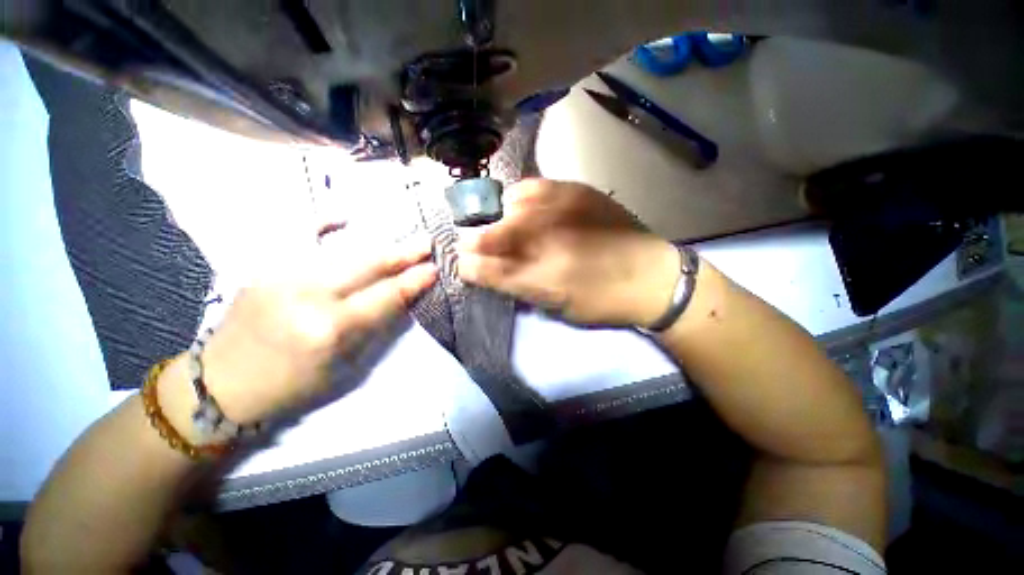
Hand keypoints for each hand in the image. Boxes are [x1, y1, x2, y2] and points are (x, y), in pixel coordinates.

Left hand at [195, 237, 436, 423]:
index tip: (434, 268)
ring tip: (401, 235)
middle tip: (427, 242)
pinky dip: (321, 222)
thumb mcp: (344, 368)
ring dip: (378, 243)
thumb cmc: (292, 386)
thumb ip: (375, 328)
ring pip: (342, 251)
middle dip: (403, 254)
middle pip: (367, 266)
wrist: (221, 385)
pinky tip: (341, 216)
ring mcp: (281, 275)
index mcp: (330, 328)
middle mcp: (308, 295)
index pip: (385, 296)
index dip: (413, 281)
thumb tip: (402, 299)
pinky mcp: (262, 267)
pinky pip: (296, 236)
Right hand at [458, 179, 679, 326]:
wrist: (652, 276)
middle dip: (475, 240)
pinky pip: (534, 187)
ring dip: (499, 218)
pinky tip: (526, 207)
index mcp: (543, 278)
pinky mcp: (577, 191)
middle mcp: (548, 242)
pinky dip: (521, 198)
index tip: (462, 263)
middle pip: (493, 235)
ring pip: (509, 207)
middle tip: (473, 243)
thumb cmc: (602, 300)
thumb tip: (486, 271)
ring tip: (505, 226)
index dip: (469, 265)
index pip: (488, 270)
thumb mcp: (558, 306)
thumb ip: (519, 287)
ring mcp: (562, 211)